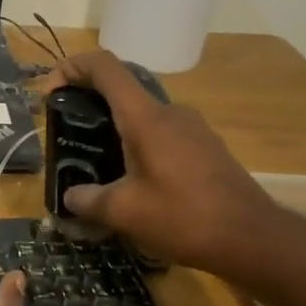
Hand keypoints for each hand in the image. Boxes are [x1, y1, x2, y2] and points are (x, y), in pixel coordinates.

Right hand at [49, 51, 298, 289]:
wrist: (253, 238)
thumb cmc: (183, 217)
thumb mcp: (124, 212)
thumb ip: (88, 200)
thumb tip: (70, 197)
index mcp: (145, 117)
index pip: (105, 67)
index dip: (73, 67)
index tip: (52, 91)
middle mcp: (170, 112)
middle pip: (122, 90)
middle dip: (90, 104)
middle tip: (70, 136)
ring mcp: (193, 128)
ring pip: (143, 115)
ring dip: (116, 129)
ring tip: (99, 164)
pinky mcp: (206, 148)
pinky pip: (163, 134)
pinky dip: (140, 145)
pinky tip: (136, 181)